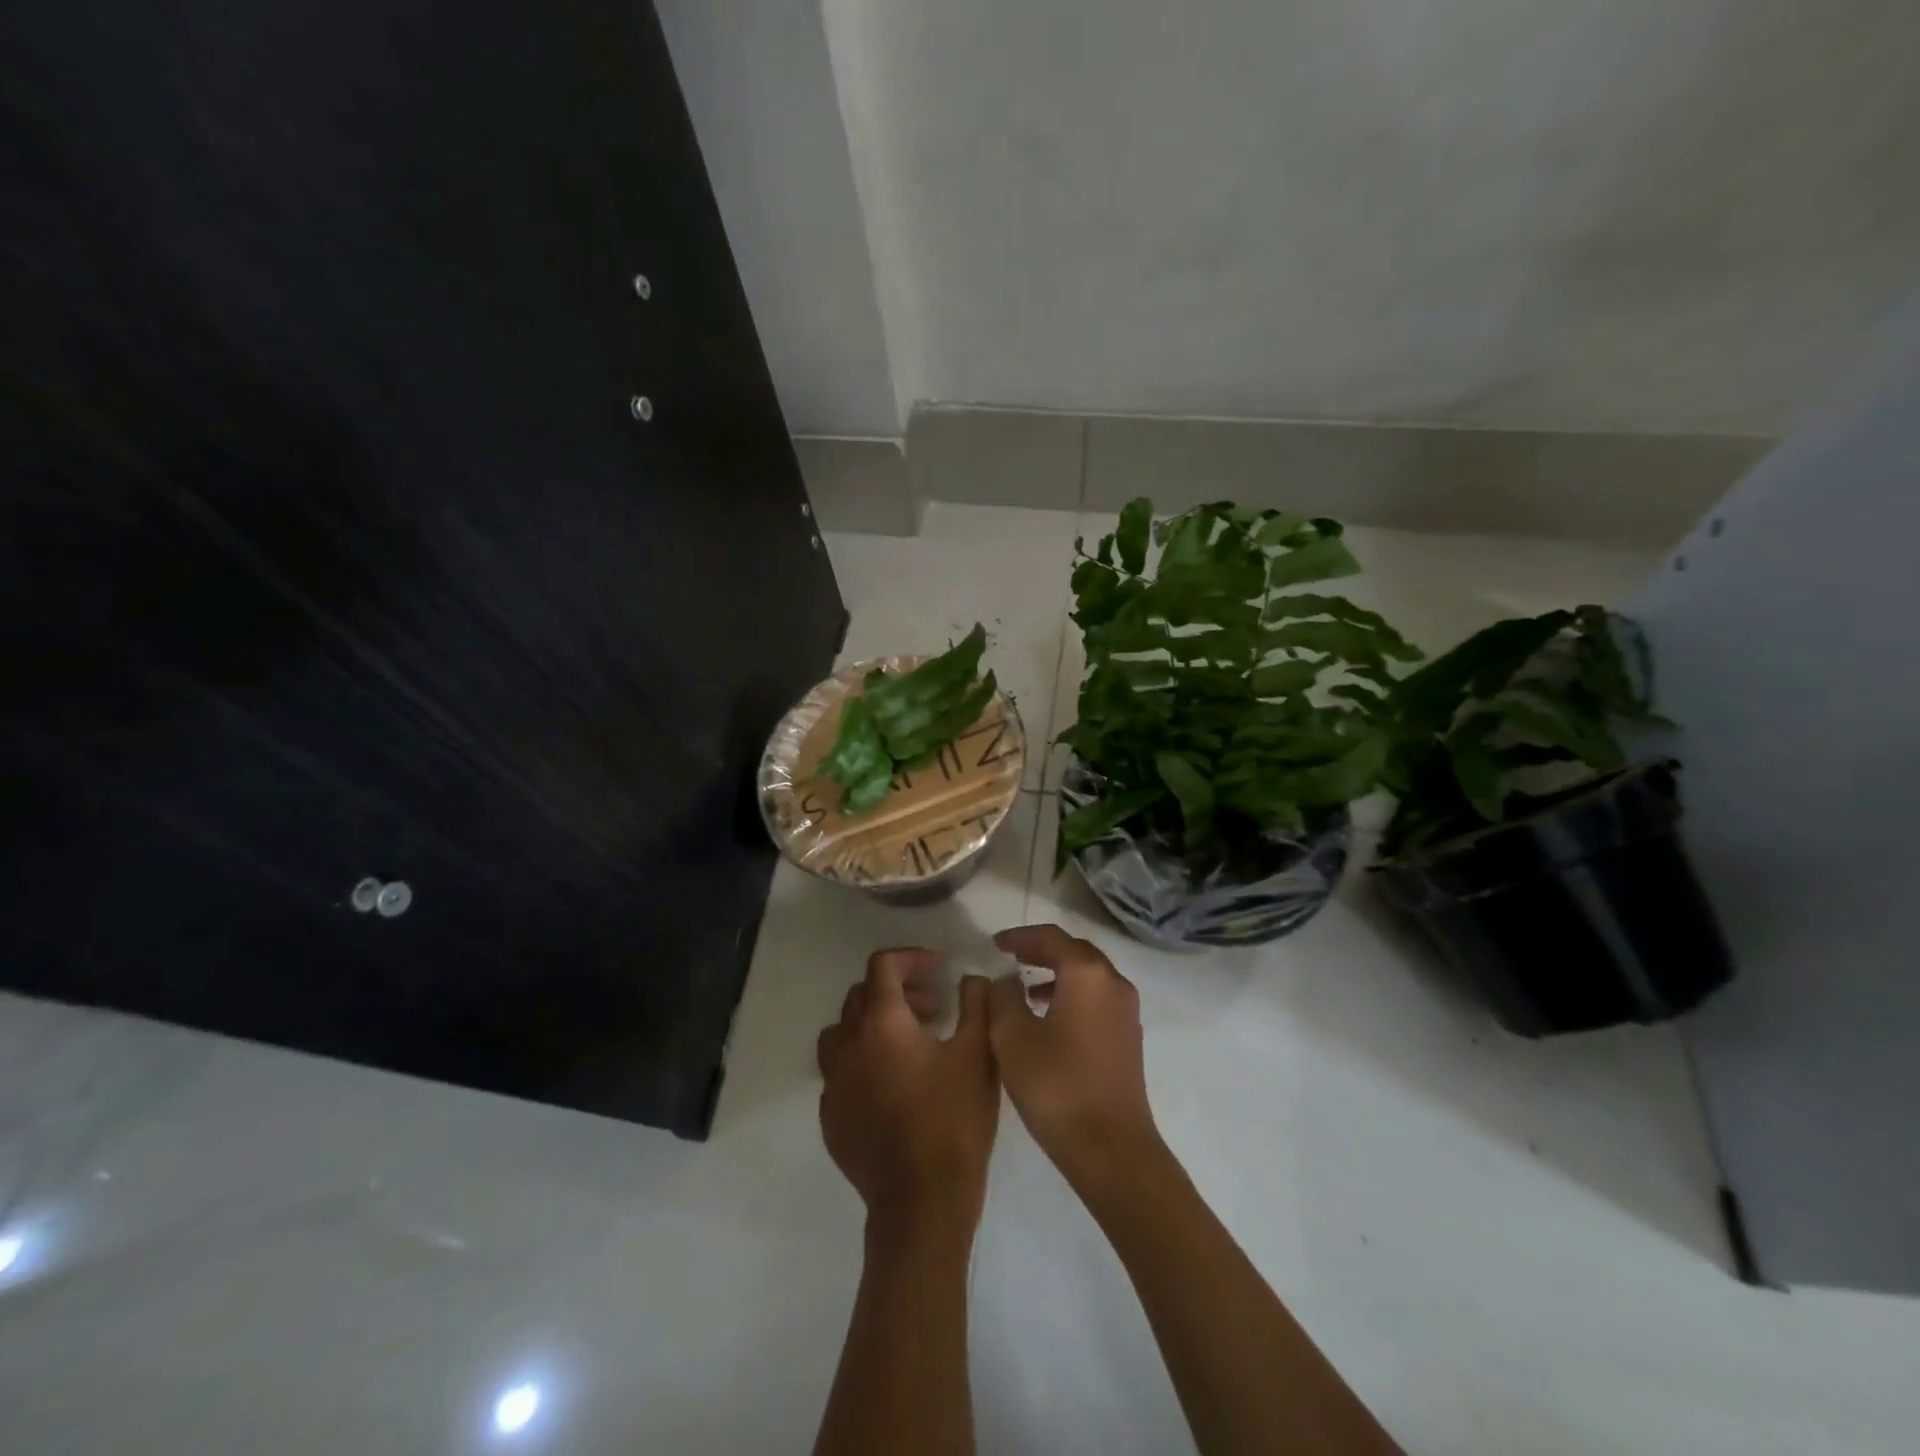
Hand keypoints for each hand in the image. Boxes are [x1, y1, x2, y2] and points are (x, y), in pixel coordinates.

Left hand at [817, 948, 998, 1241]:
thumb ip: (976, 1004)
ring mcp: (834, 1084)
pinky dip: (863, 1061)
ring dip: (873, 1024)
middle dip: (898, 990)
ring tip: (908, 1041)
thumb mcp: (978, 1053)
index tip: (939, 968)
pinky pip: (840, 1072)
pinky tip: (893, 1085)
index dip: (911, 957)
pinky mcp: (831, 1117)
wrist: (921, 1203)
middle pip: (861, 995)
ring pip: (843, 1033)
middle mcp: (847, 1045)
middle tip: (933, 1007)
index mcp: (881, 1023)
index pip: (882, 966)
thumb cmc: (953, 1121)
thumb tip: (972, 979)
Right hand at [988, 925, 1160, 1188]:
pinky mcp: (1128, 1038)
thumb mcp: (1012, 1037)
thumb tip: (1007, 980)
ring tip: (1023, 987)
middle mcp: (1113, 982)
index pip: (1051, 937)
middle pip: (1074, 951)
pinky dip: (1070, 994)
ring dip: (1056, 973)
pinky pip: (1096, 998)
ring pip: (1088, 975)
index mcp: (1087, 973)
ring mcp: (1126, 1011)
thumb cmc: (1057, 1086)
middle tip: (1010, 957)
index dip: (1020, 936)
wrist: (1111, 1148)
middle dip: (1041, 950)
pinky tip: (1047, 1019)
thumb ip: (1003, 997)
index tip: (994, 944)